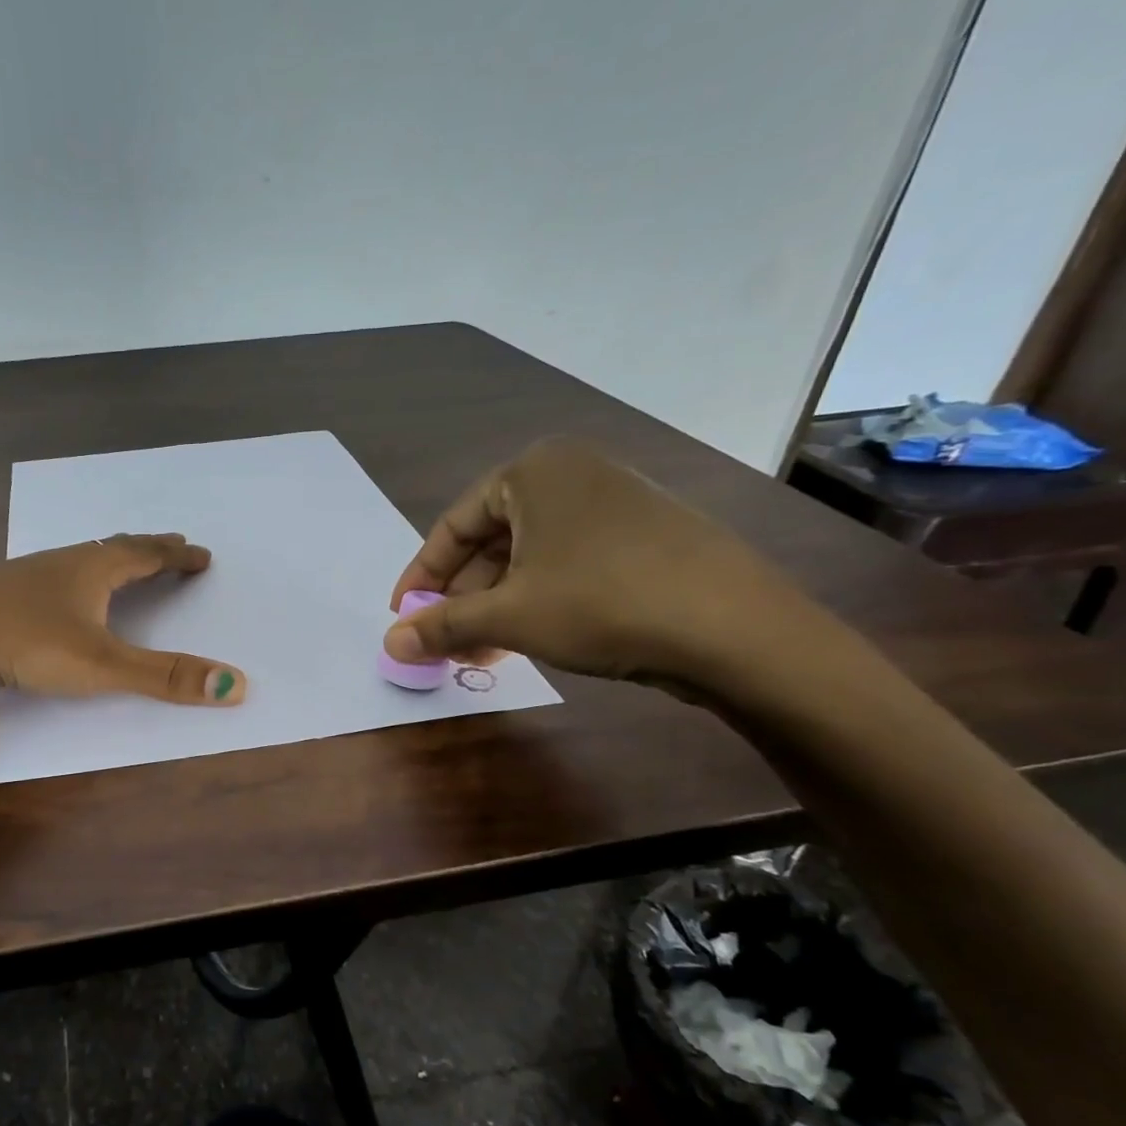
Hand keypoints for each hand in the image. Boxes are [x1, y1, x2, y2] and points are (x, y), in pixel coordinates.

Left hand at [0, 534, 246, 704]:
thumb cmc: (23, 638)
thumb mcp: (101, 664)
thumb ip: (164, 677)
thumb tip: (236, 685)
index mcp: (95, 568)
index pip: (149, 554)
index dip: (178, 555)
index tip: (202, 554)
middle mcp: (66, 562)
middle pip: (118, 548)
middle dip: (150, 550)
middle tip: (172, 548)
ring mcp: (30, 574)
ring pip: (83, 560)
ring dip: (112, 561)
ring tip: (125, 568)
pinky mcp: (3, 593)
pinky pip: (56, 578)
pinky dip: (78, 580)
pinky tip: (62, 598)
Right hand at [385, 438, 796, 690]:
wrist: (736, 629)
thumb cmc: (601, 602)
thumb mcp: (508, 615)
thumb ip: (442, 625)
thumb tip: (389, 644)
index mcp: (533, 471)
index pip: (453, 525)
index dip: (421, 577)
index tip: (403, 617)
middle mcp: (572, 474)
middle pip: (491, 541)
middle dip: (462, 598)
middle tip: (442, 643)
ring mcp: (613, 504)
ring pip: (529, 558)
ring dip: (496, 607)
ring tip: (479, 654)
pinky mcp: (643, 537)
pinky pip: (567, 565)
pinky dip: (537, 601)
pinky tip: (527, 641)